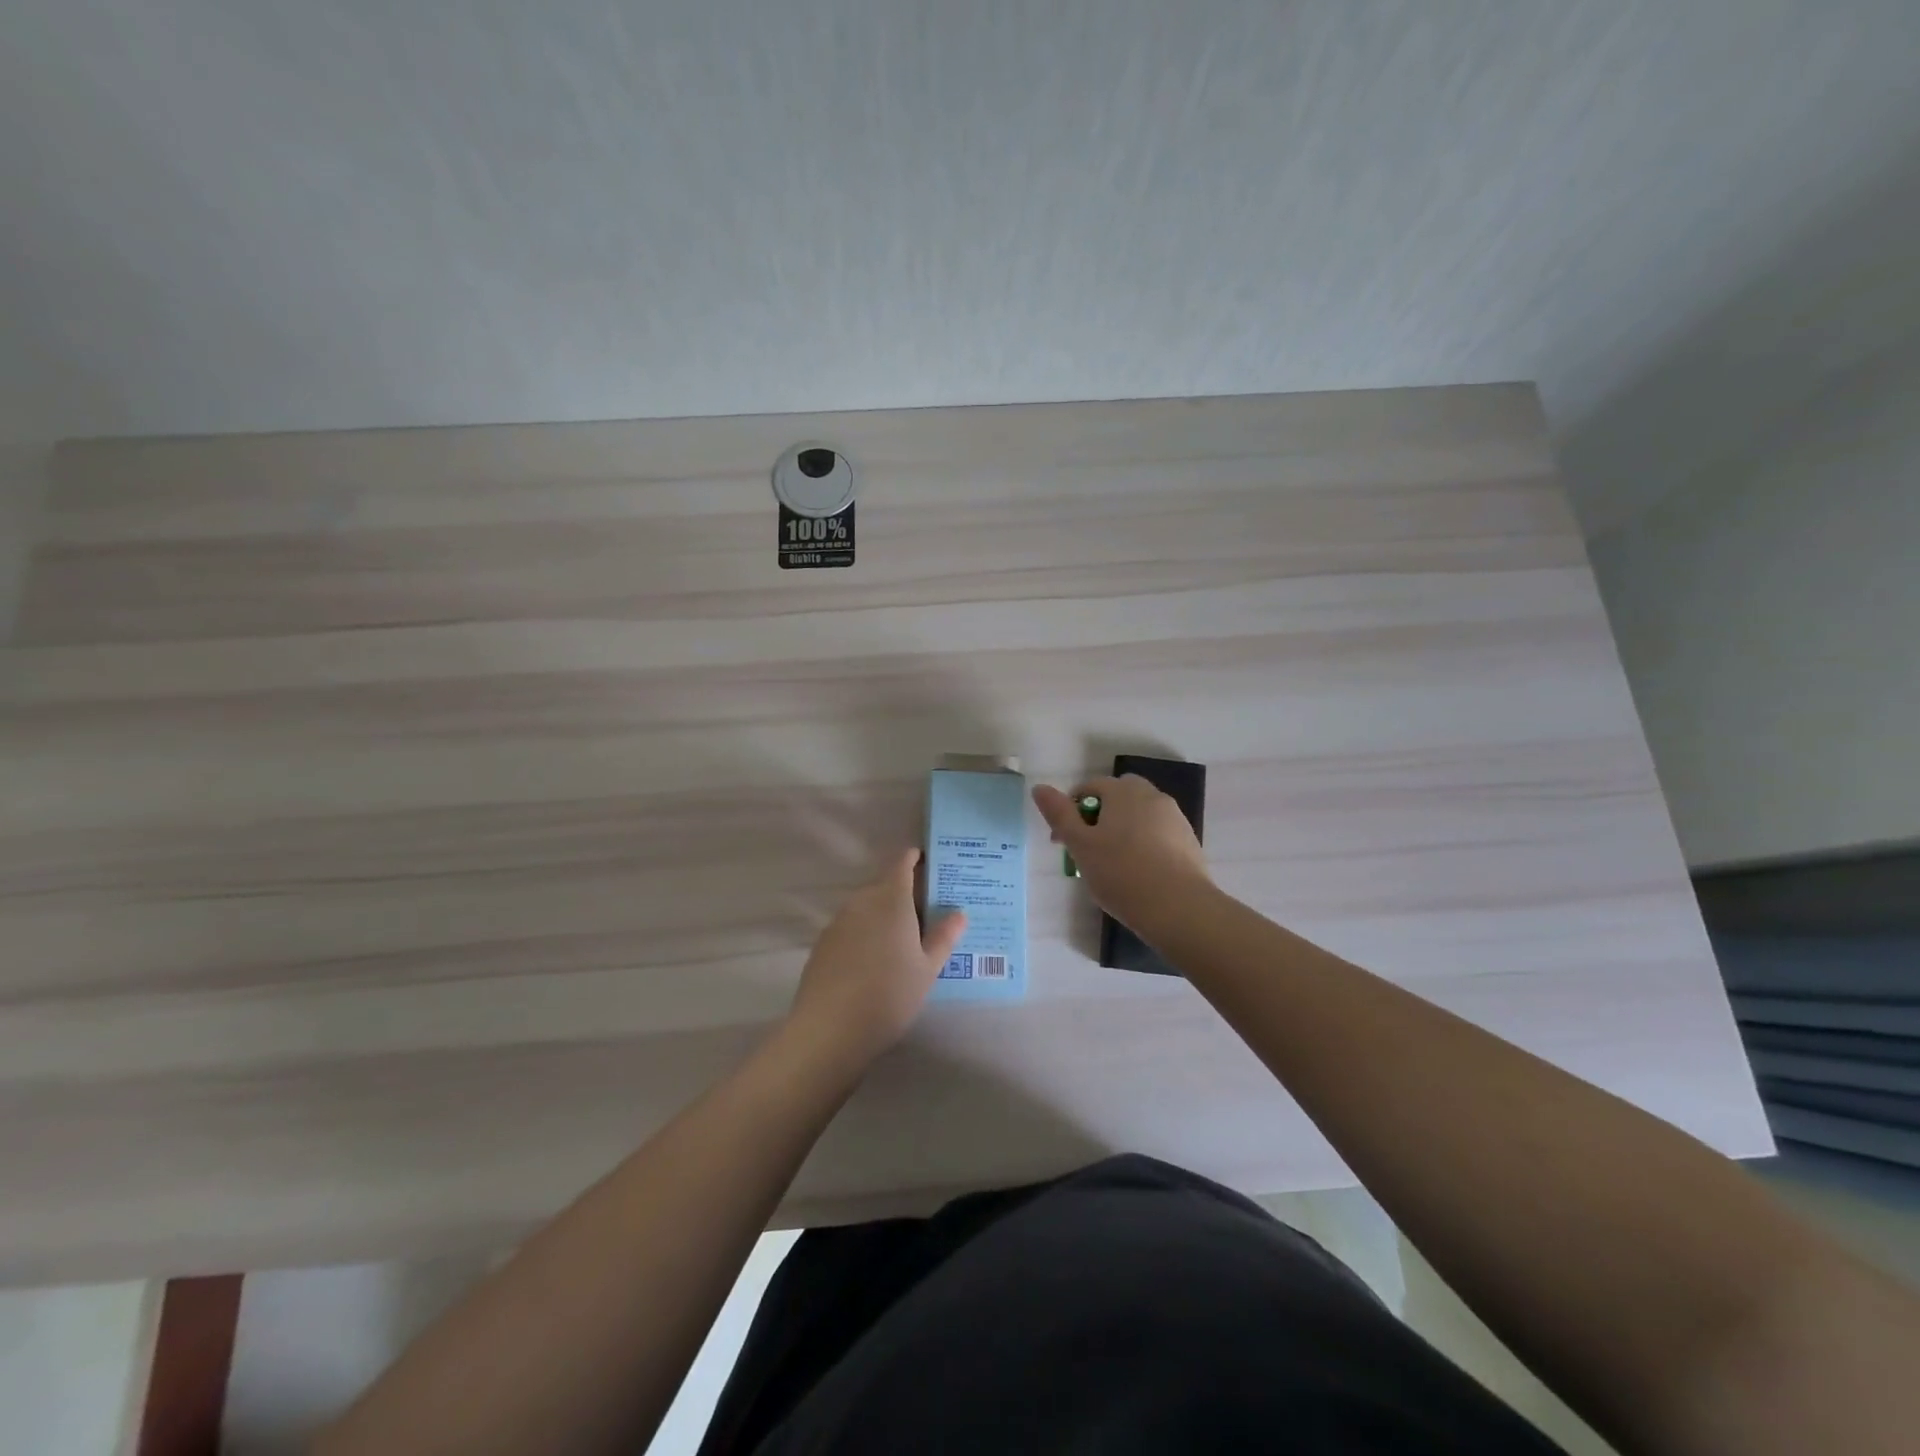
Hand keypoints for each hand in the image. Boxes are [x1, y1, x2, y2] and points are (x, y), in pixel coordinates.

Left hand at [786, 849, 966, 1068]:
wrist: (829, 1030)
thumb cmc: (890, 994)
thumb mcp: (927, 968)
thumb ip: (944, 936)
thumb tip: (958, 912)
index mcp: (891, 900)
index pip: (902, 864)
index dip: (915, 859)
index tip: (929, 863)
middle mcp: (861, 902)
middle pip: (884, 887)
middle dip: (904, 895)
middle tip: (926, 916)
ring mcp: (837, 923)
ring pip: (866, 909)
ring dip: (883, 916)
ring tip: (902, 943)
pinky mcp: (822, 945)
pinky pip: (850, 929)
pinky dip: (864, 935)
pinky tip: (873, 965)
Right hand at [1033, 775, 1211, 933]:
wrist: (1178, 908)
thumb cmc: (1121, 873)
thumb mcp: (1080, 845)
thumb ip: (1059, 814)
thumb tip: (1039, 788)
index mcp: (1124, 791)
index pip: (1090, 787)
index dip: (1070, 811)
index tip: (1062, 842)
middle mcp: (1152, 796)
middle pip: (1118, 798)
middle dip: (1100, 817)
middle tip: (1088, 849)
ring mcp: (1175, 818)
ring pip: (1139, 816)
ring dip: (1122, 831)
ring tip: (1112, 866)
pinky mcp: (1189, 841)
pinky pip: (1157, 835)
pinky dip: (1144, 845)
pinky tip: (1138, 873)